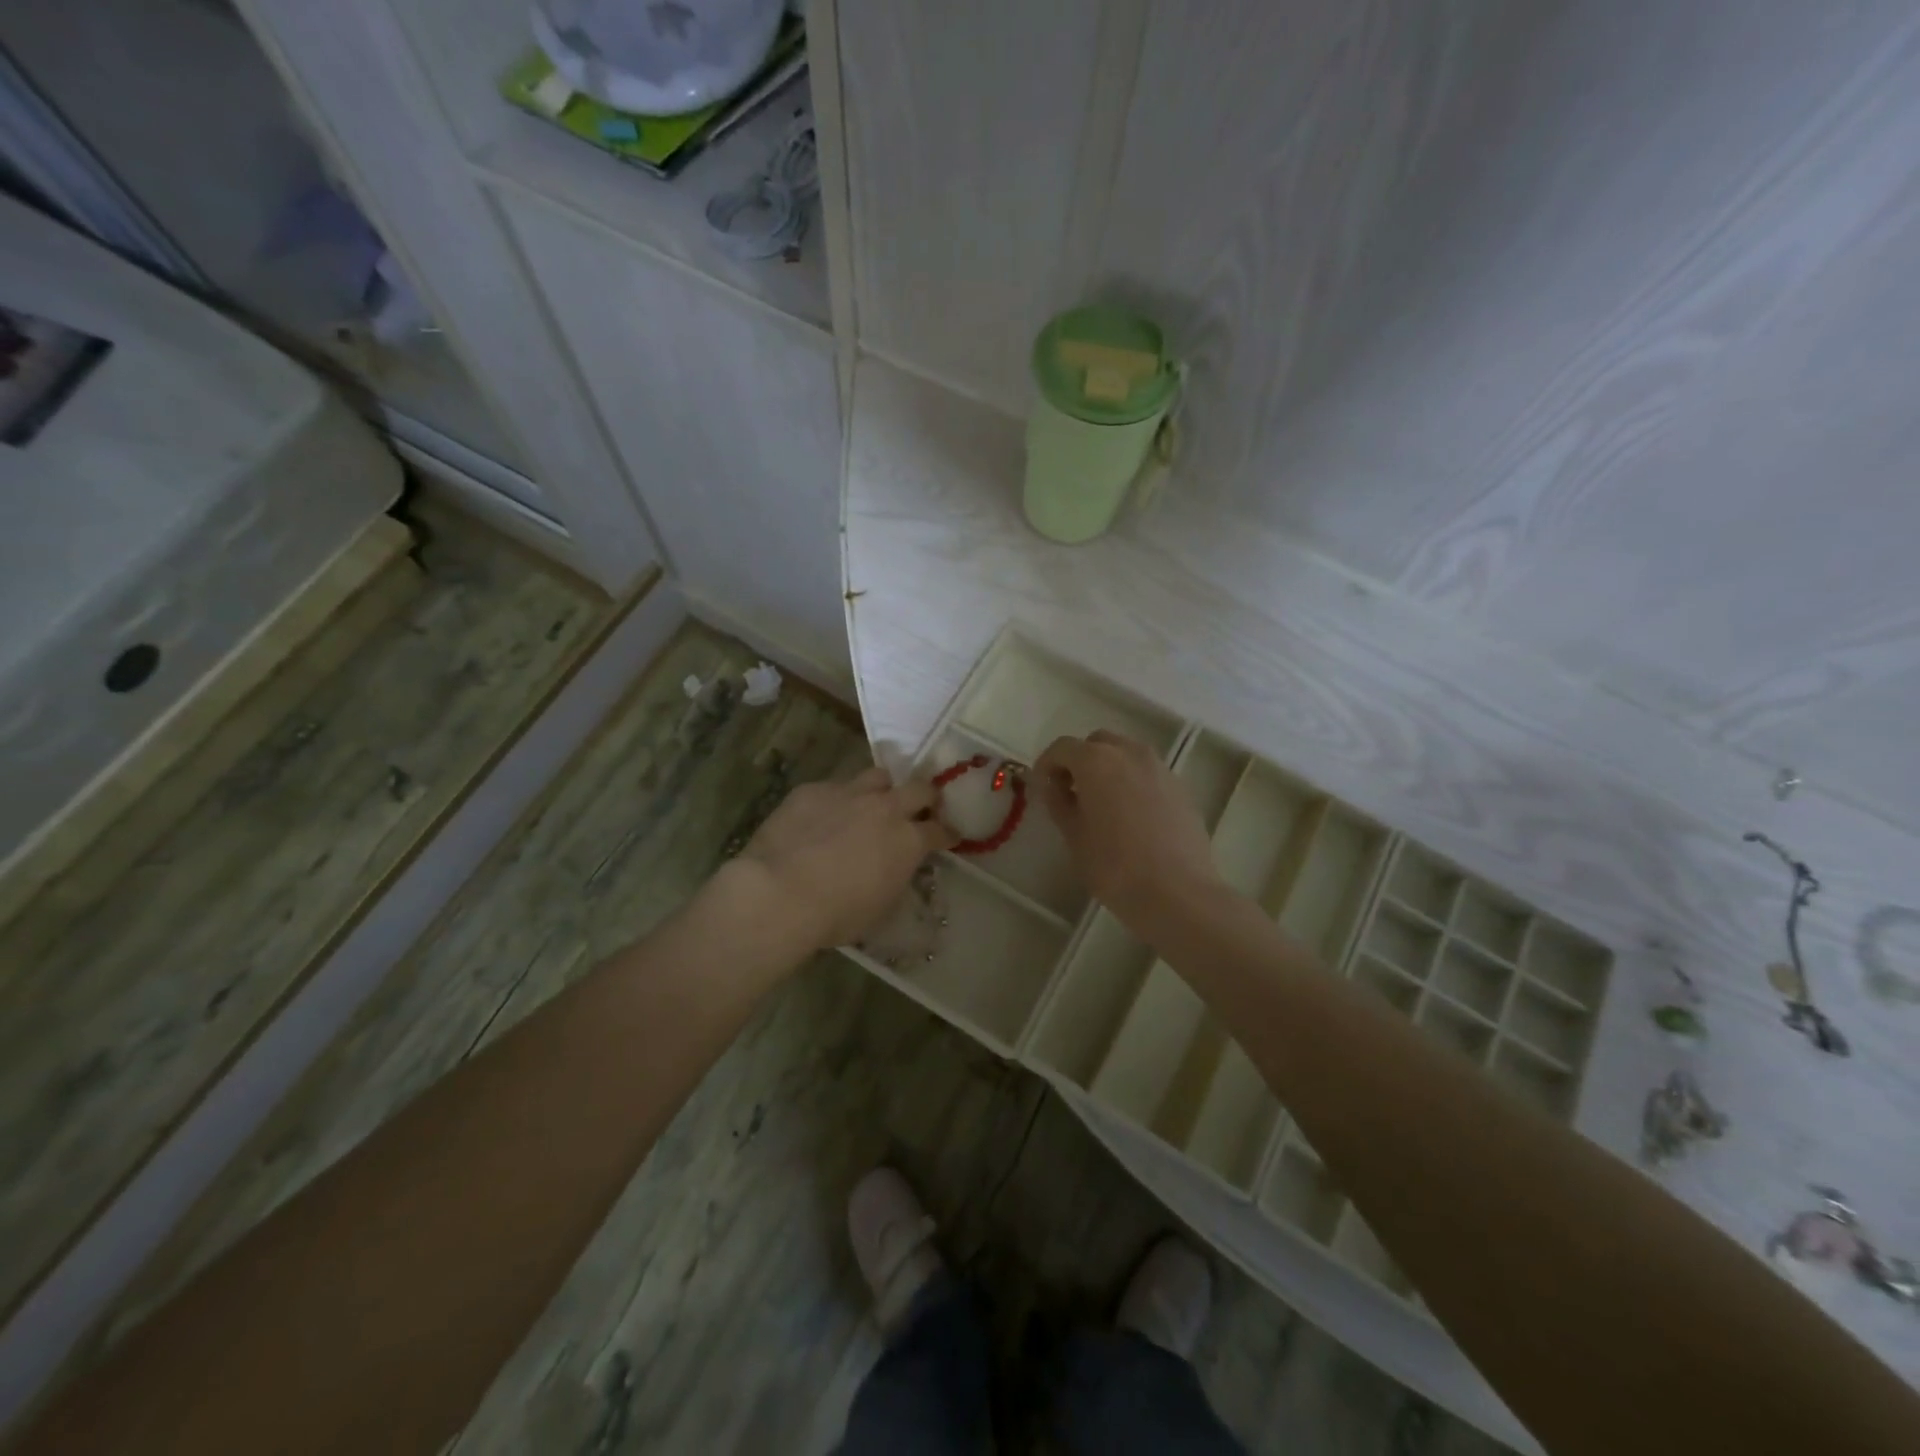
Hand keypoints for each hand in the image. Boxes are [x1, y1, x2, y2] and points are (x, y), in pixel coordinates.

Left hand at [734, 766, 955, 949]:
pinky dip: (836, 800)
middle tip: (921, 807)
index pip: (940, 831)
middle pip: (919, 788)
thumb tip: (894, 869)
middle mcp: (885, 808)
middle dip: (925, 797)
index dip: (947, 834)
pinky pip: (833, 787)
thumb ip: (895, 879)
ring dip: (882, 789)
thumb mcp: (881, 907)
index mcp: (908, 840)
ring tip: (872, 802)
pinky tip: (822, 817)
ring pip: (877, 776)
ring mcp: (848, 793)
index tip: (948, 836)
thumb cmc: (836, 914)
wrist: (780, 892)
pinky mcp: (812, 789)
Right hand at [1033, 731, 1227, 935]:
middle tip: (1070, 792)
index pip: (1062, 747)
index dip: (1047, 764)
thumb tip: (1053, 785)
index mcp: (1097, 760)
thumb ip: (1058, 802)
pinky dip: (1132, 782)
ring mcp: (1160, 768)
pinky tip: (1130, 816)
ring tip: (1101, 804)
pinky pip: (1147, 773)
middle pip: (1097, 743)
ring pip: (1125, 754)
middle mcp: (1130, 752)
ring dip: (1108, 769)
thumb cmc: (1114, 866)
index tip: (1041, 788)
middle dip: (1079, 761)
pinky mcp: (1180, 787)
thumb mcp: (1073, 835)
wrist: (1177, 892)